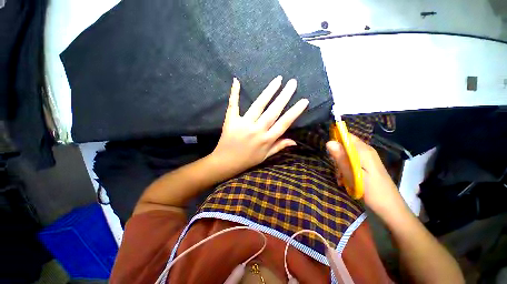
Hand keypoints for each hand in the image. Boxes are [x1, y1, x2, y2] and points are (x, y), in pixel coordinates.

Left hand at [211, 76, 308, 176]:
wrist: (226, 162)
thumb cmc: (247, 160)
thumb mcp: (265, 156)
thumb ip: (279, 146)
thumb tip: (295, 141)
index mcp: (267, 140)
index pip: (284, 123)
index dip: (294, 112)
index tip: (304, 100)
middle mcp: (257, 130)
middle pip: (273, 111)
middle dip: (284, 96)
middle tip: (293, 82)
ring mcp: (244, 124)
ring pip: (258, 105)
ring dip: (269, 91)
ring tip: (278, 80)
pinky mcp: (231, 121)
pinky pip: (233, 105)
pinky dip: (234, 93)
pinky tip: (236, 81)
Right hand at [326, 135, 408, 219]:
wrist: (390, 208)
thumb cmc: (372, 191)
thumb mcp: (353, 175)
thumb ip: (341, 158)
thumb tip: (329, 142)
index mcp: (364, 151)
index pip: (347, 136)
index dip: (335, 140)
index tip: (328, 151)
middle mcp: (366, 152)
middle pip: (346, 146)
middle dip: (337, 155)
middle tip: (336, 169)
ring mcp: (367, 159)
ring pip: (347, 155)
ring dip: (340, 165)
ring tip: (340, 177)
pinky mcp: (366, 166)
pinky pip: (351, 162)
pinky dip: (345, 169)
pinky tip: (344, 180)